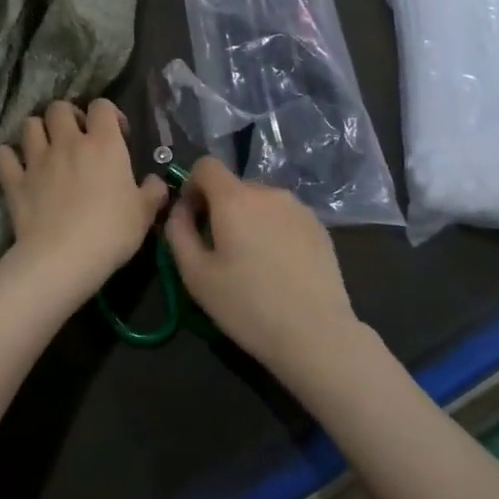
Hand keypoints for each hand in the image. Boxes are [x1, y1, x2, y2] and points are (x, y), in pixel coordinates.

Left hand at [0, 99, 169, 306]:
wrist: (64, 257)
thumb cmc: (111, 232)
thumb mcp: (144, 214)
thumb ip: (152, 192)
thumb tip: (154, 182)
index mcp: (104, 144)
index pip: (102, 106)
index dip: (109, 114)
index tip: (117, 134)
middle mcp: (68, 142)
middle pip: (59, 107)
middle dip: (67, 116)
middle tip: (76, 137)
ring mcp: (37, 159)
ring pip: (29, 124)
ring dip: (37, 131)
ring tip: (46, 148)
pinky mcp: (14, 181)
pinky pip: (3, 155)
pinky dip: (8, 157)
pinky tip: (16, 166)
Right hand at [163, 157, 362, 379]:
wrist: (316, 334)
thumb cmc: (247, 305)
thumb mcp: (195, 275)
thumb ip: (178, 231)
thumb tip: (180, 209)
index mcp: (235, 199)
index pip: (206, 165)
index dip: (192, 185)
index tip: (192, 218)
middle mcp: (269, 192)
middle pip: (234, 186)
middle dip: (220, 208)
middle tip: (219, 250)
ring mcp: (299, 208)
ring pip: (261, 202)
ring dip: (249, 219)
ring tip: (251, 262)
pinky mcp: (320, 227)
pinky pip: (285, 217)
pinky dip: (274, 230)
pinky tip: (278, 268)